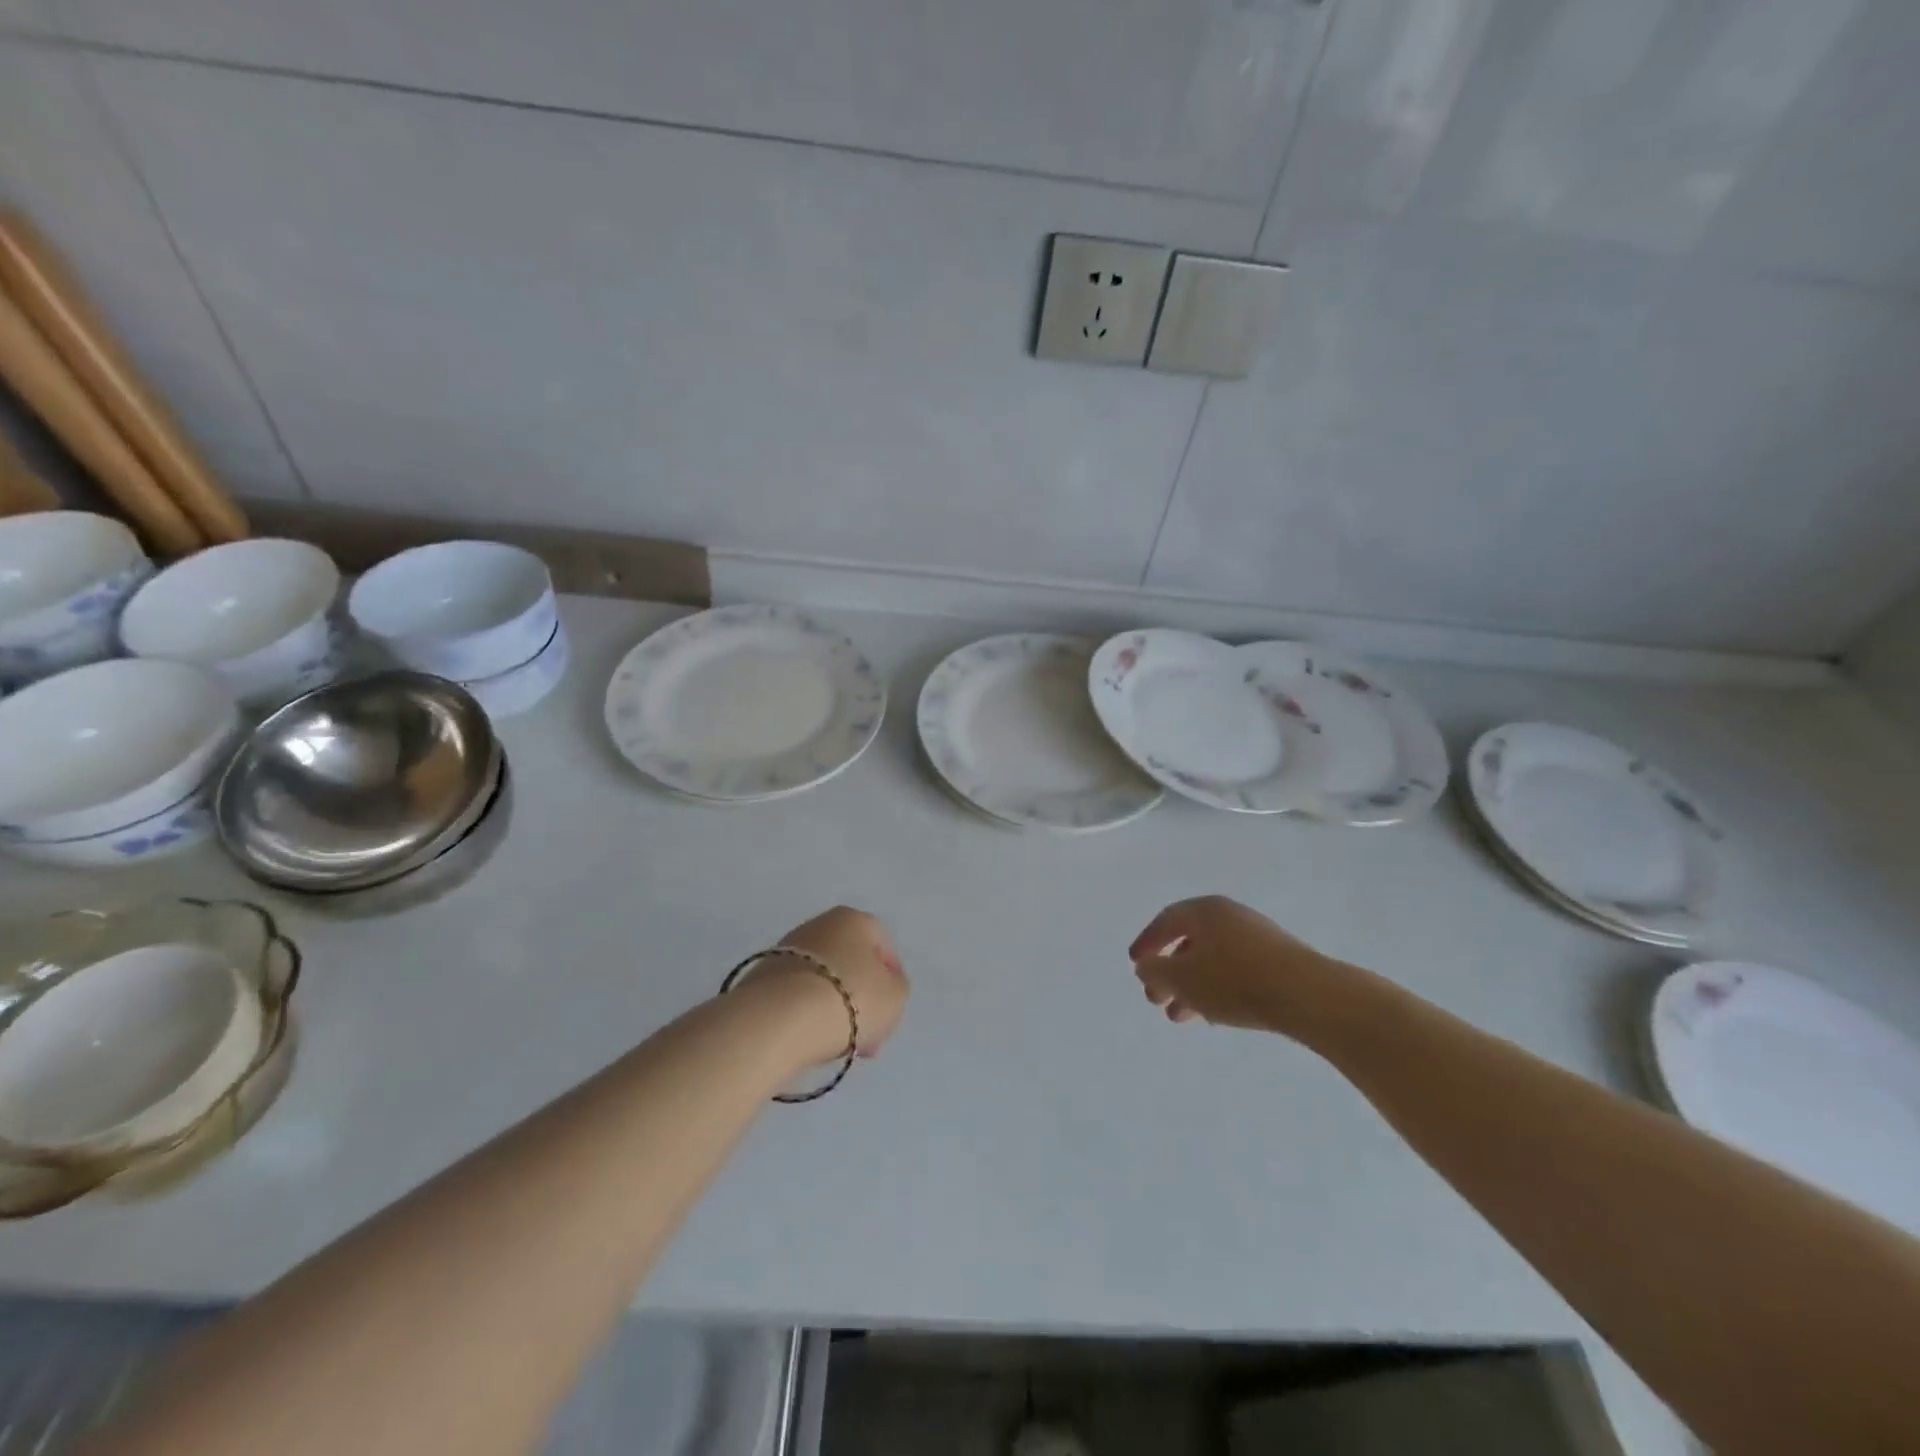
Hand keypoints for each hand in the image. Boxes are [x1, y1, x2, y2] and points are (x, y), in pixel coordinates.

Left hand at [742, 906, 908, 1064]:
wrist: (780, 1019)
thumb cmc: (850, 999)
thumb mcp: (895, 997)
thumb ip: (896, 987)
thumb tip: (879, 987)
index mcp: (854, 919)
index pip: (883, 946)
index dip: (892, 980)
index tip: (890, 1011)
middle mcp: (819, 924)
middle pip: (850, 963)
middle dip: (860, 998)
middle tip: (866, 1034)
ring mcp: (786, 949)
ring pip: (823, 980)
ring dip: (833, 1008)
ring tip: (836, 1043)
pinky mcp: (761, 976)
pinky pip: (796, 995)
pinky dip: (805, 1014)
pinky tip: (809, 1039)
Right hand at [1130, 896, 1352, 1039]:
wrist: (1309, 996)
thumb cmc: (1235, 981)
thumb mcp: (1183, 979)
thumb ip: (1156, 971)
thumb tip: (1146, 966)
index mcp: (1204, 910)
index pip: (1166, 921)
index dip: (1146, 943)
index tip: (1135, 966)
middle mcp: (1229, 916)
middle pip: (1189, 942)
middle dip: (1169, 973)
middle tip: (1156, 1000)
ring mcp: (1257, 937)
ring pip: (1212, 960)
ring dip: (1192, 987)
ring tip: (1182, 1017)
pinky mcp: (1277, 960)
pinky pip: (1235, 971)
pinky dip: (1217, 989)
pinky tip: (1215, 1015)